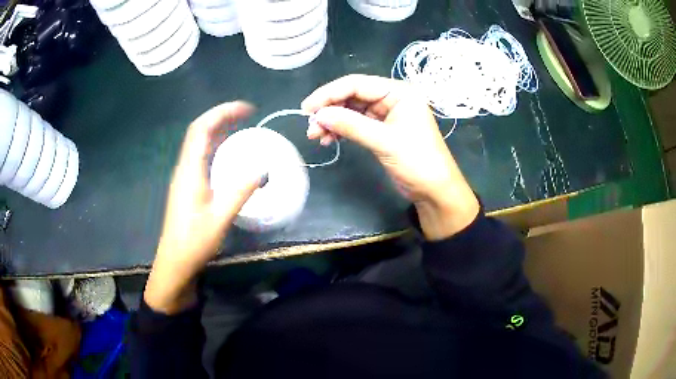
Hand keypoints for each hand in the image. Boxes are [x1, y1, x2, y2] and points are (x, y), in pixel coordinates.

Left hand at [145, 102, 261, 313]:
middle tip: (247, 115)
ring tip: (241, 128)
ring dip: (218, 130)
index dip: (222, 113)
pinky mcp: (186, 186)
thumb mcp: (220, 218)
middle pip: (199, 131)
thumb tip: (262, 169)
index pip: (202, 129)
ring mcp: (184, 176)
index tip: (247, 110)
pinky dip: (215, 146)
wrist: (174, 262)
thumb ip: (240, 192)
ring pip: (199, 143)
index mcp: (190, 170)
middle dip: (222, 117)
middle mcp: (184, 168)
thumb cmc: (194, 241)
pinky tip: (229, 155)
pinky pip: (201, 156)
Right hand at [302, 75, 478, 240]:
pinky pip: (357, 124)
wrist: (435, 190)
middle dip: (330, 109)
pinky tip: (329, 140)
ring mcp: (387, 114)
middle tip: (310, 126)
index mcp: (398, 92)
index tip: (307, 108)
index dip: (329, 93)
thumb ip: (351, 125)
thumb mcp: (384, 141)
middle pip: (352, 96)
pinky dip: (342, 130)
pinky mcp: (383, 130)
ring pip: (352, 110)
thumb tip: (318, 115)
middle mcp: (392, 98)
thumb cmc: (417, 161)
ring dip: (333, 121)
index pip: (357, 84)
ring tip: (316, 136)